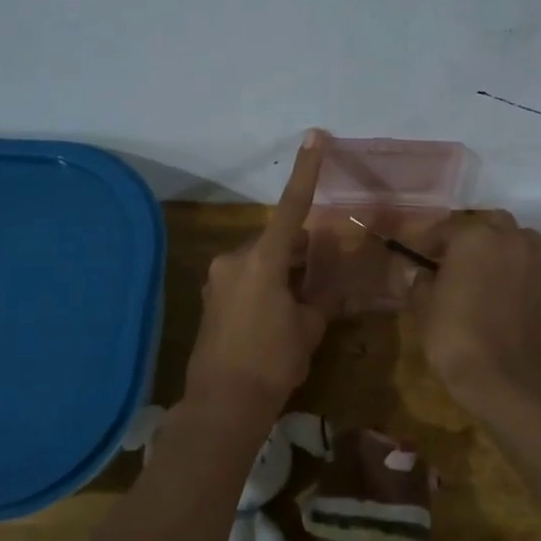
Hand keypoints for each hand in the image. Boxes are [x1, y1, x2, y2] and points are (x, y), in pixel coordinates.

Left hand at [184, 130, 331, 411]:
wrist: (223, 404)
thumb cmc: (273, 362)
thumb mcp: (308, 330)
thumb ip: (320, 300)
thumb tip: (328, 290)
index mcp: (263, 260)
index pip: (291, 208)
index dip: (306, 171)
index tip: (314, 137)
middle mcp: (235, 260)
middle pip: (277, 240)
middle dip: (301, 251)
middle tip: (323, 274)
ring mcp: (219, 278)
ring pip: (261, 260)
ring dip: (284, 271)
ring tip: (302, 303)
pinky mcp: (212, 298)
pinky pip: (246, 278)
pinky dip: (266, 284)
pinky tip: (279, 314)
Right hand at [408, 211, 540, 407]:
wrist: (506, 381)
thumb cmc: (455, 337)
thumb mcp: (423, 307)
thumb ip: (422, 281)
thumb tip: (425, 274)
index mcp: (476, 238)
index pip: (447, 228)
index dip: (428, 242)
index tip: (417, 257)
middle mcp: (512, 242)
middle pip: (492, 224)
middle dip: (473, 237)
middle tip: (454, 259)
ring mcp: (537, 266)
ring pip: (518, 243)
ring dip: (500, 251)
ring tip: (481, 275)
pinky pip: (530, 273)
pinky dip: (515, 277)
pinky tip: (500, 300)